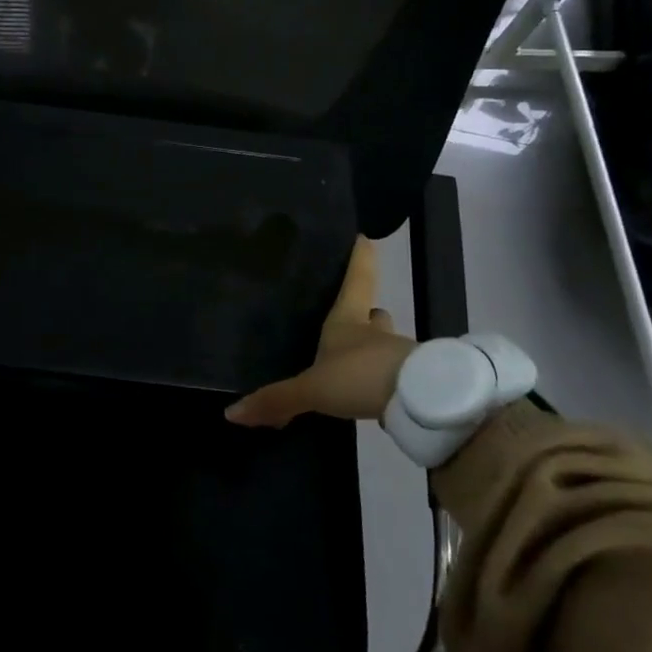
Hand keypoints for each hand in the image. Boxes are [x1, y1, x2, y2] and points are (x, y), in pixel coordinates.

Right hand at [225, 237, 413, 427]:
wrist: (420, 403)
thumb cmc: (359, 375)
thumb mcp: (312, 389)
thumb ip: (277, 400)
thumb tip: (232, 412)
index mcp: (349, 320)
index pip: (357, 279)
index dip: (360, 259)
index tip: (365, 238)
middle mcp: (375, 332)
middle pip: (375, 314)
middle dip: (367, 315)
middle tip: (355, 319)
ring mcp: (398, 355)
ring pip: (386, 345)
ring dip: (375, 351)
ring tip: (355, 366)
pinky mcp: (414, 382)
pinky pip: (395, 376)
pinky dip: (384, 381)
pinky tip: (371, 396)